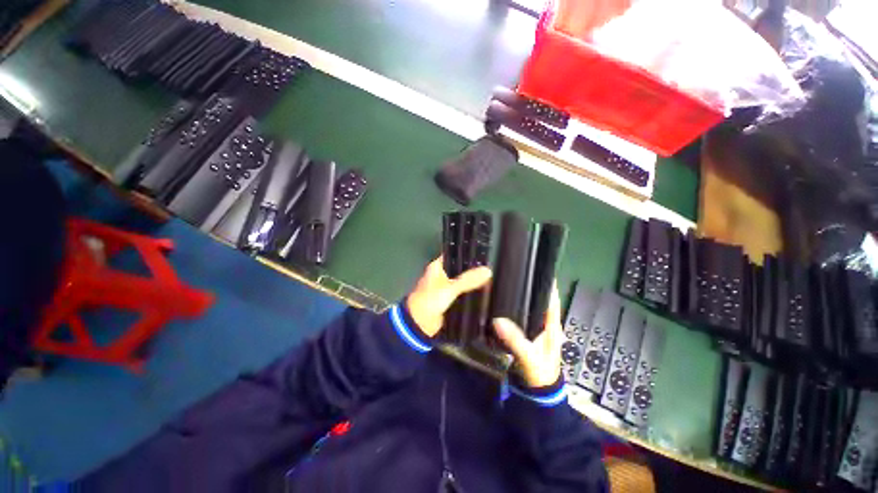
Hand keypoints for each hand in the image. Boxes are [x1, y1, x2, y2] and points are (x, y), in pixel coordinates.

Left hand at [406, 257, 492, 336]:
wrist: (419, 324)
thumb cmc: (430, 301)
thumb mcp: (450, 288)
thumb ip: (468, 280)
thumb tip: (488, 271)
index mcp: (437, 267)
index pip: (455, 255)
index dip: (468, 254)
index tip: (484, 253)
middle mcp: (442, 274)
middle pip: (460, 269)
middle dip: (473, 269)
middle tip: (491, 267)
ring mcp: (446, 287)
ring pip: (462, 281)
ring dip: (472, 281)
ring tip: (491, 278)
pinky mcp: (450, 299)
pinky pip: (463, 292)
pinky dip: (470, 292)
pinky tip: (484, 291)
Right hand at [493, 284, 561, 387]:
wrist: (538, 391)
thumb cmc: (540, 372)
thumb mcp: (529, 356)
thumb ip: (515, 339)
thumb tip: (497, 319)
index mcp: (552, 324)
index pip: (552, 298)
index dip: (546, 283)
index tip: (534, 268)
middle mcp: (546, 322)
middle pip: (539, 299)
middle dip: (529, 286)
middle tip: (512, 274)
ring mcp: (537, 328)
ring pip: (530, 307)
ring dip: (522, 297)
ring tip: (506, 285)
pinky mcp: (528, 333)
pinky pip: (522, 316)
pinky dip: (515, 308)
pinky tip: (504, 304)